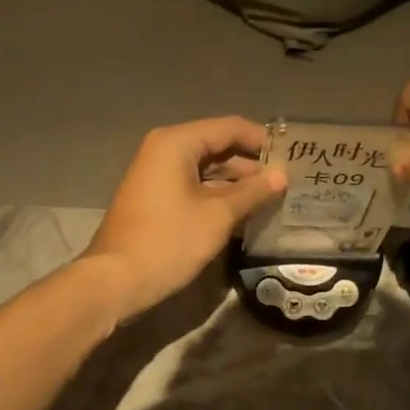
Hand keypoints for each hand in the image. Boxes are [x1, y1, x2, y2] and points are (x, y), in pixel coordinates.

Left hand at [83, 117, 285, 319]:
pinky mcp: (156, 199)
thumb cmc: (169, 241)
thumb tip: (282, 176)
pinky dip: (218, 196)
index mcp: (177, 143)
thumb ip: (253, 192)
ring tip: (273, 198)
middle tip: (288, 181)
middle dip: (252, 164)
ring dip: (237, 183)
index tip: (293, 157)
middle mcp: (164, 150)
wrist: (116, 281)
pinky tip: (244, 212)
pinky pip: (194, 187)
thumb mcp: (218, 215)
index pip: (230, 128)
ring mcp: (157, 175)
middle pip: (217, 147)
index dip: (263, 140)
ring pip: (207, 170)